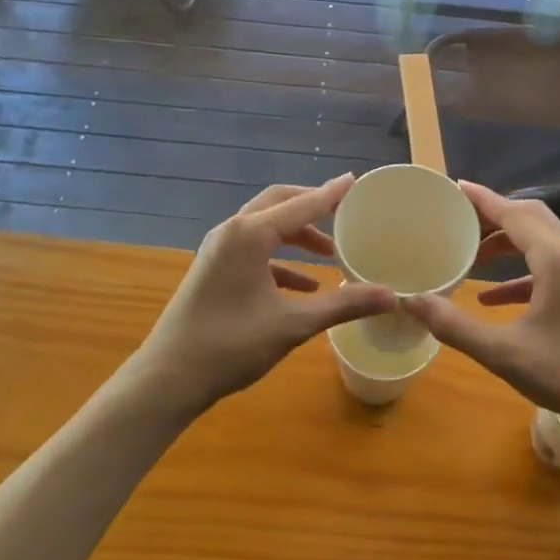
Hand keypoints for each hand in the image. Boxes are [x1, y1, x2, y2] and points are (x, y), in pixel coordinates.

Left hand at [133, 176, 395, 415]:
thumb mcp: (292, 324)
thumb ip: (343, 305)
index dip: (331, 194)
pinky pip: (253, 251)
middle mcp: (232, 231)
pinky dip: (280, 260)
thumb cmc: (231, 345)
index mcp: (250, 235)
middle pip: (279, 203)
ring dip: (296, 235)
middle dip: (311, 206)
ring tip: (329, 253)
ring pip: (265, 227)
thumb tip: (392, 296)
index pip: (301, 205)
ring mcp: (218, 249)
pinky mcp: (213, 269)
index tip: (354, 181)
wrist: (168, 378)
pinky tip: (304, 286)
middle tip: (343, 212)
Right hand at [401, 181, 559, 437]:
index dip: (482, 199)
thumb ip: (454, 325)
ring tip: (471, 255)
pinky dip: (520, 271)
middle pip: (529, 216)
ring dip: (506, 241)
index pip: (513, 212)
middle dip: (493, 215)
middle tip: (458, 219)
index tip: (454, 188)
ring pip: (541, 238)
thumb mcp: (503, 352)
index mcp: (555, 257)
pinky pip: (549, 265)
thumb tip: (411, 302)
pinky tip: (490, 298)